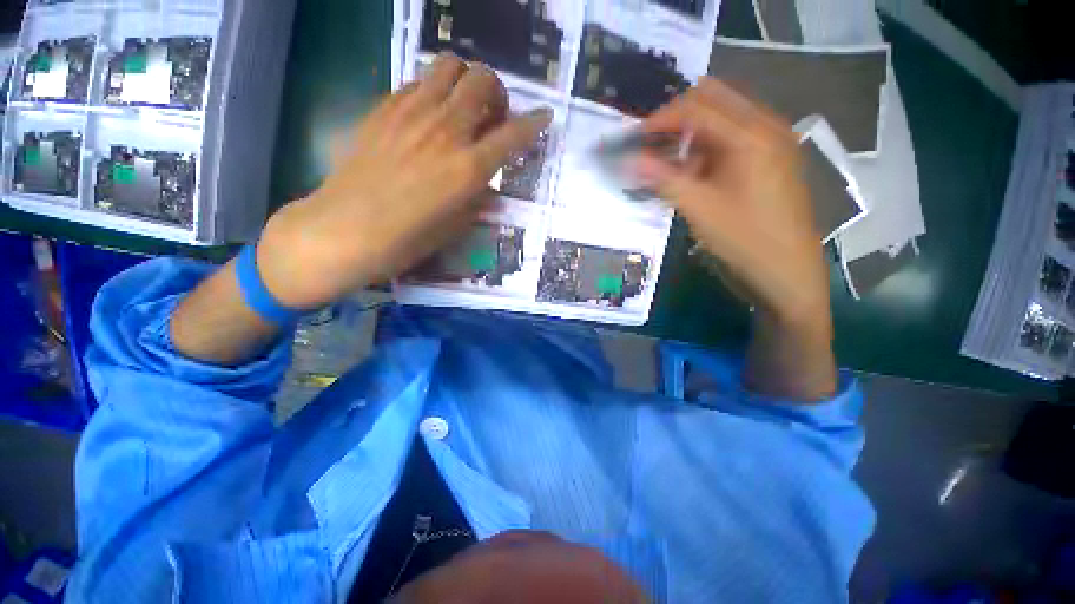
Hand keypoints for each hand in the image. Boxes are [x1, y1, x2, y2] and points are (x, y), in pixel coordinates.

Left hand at [256, 53, 550, 308]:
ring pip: (450, 66)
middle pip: (483, 81)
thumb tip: (486, 178)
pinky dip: (434, 90)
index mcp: (468, 168)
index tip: (544, 117)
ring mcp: (412, 113)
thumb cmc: (408, 239)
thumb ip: (478, 195)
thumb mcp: (457, 225)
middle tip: (493, 114)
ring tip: (462, 105)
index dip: (535, 123)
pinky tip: (429, 114)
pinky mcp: (385, 108)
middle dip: (497, 92)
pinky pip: (419, 81)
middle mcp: (446, 131)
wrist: (346, 229)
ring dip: (466, 81)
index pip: (514, 134)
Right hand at [634, 78, 830, 335]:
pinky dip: (706, 148)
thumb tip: (628, 161)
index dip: (660, 119)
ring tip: (667, 163)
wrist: (788, 272)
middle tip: (650, 145)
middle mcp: (766, 126)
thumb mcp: (699, 210)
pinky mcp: (770, 158)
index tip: (633, 139)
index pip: (697, 107)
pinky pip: (732, 137)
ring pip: (722, 117)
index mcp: (751, 135)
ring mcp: (771, 141)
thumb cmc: (745, 241)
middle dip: (676, 118)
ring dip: (691, 134)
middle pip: (713, 99)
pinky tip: (692, 173)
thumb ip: (662, 180)